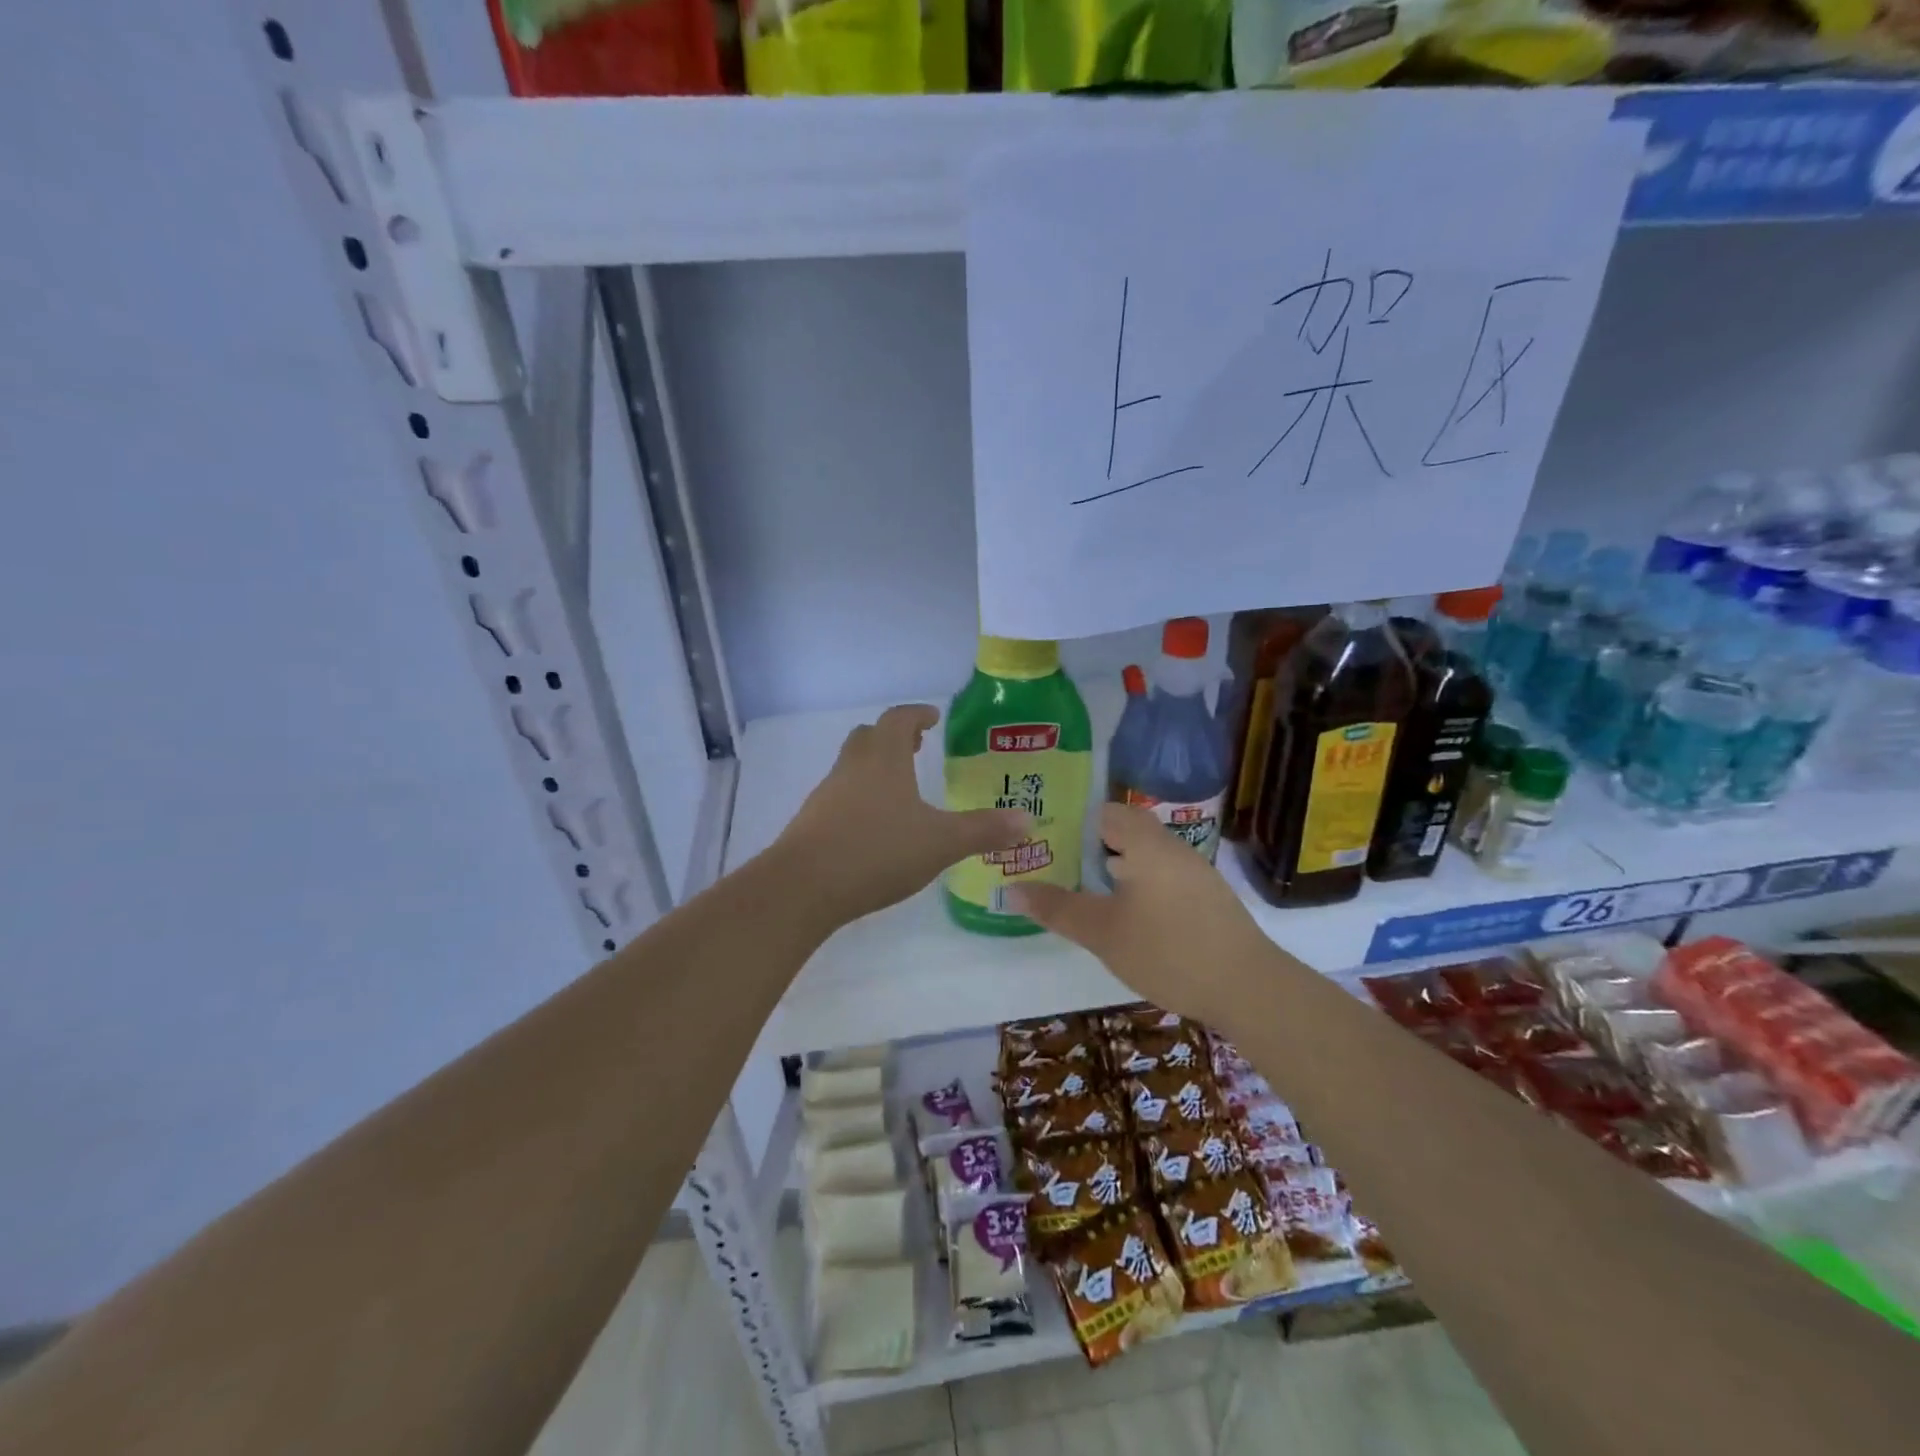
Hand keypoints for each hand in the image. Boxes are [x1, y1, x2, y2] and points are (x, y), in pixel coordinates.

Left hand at [776, 704, 1030, 925]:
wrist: (803, 887)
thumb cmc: (877, 851)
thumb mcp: (940, 843)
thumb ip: (984, 830)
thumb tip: (1027, 820)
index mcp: (883, 759)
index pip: (899, 719)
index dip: (918, 714)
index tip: (933, 718)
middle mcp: (852, 768)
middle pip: (869, 737)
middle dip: (893, 737)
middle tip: (917, 748)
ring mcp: (826, 795)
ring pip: (852, 767)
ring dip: (875, 768)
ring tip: (900, 790)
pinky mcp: (811, 823)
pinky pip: (840, 797)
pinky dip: (860, 798)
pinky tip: (875, 828)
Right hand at [1012, 804, 1277, 1032]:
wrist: (1248, 988)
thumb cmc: (1167, 951)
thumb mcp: (1103, 933)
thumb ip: (1058, 908)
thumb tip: (1011, 888)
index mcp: (1146, 844)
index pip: (1104, 812)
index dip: (1072, 819)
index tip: (1044, 835)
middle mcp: (1173, 848)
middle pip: (1127, 831)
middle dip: (1092, 843)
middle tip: (1057, 861)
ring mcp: (1195, 873)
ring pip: (1146, 855)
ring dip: (1116, 864)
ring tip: (1084, 885)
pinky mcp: (1208, 898)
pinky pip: (1164, 875)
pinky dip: (1139, 883)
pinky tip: (1127, 913)